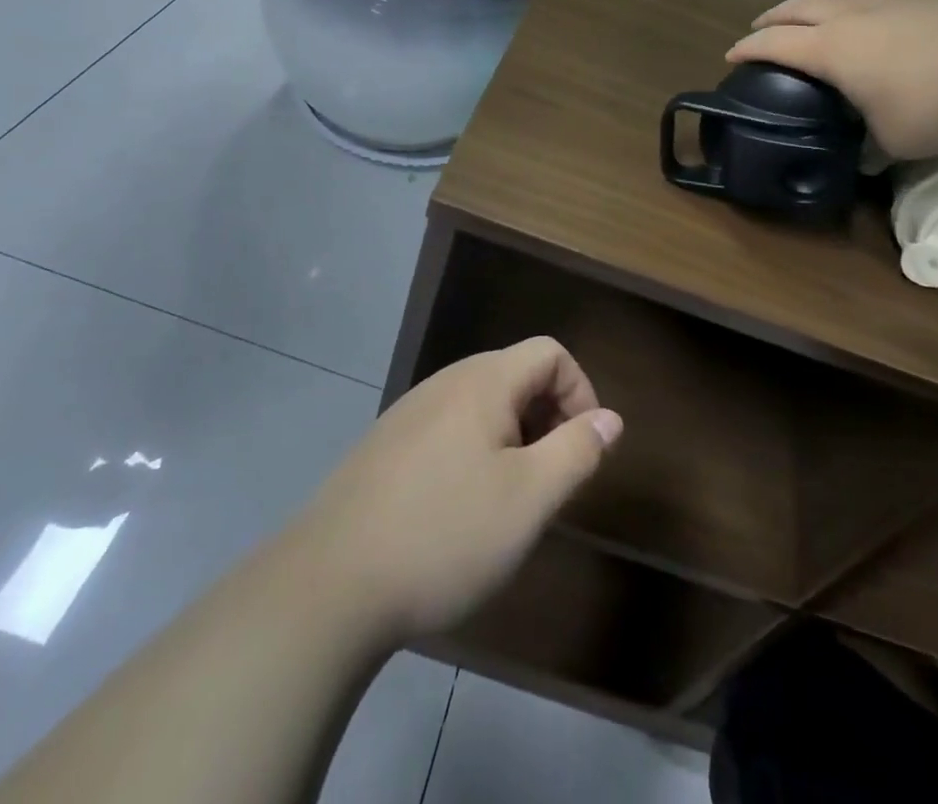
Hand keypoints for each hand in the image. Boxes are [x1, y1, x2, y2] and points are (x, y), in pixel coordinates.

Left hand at [293, 338, 621, 646]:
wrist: (327, 586)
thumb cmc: (444, 534)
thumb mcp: (529, 498)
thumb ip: (577, 450)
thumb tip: (610, 418)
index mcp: (483, 381)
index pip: (550, 352)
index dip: (581, 391)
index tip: (584, 449)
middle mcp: (445, 382)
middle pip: (516, 375)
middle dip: (548, 418)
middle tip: (551, 480)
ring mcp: (409, 413)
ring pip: (482, 405)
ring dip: (513, 439)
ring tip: (510, 499)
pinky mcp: (384, 447)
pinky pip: (448, 430)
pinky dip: (475, 453)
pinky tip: (459, 510)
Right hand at [727, 0, 937, 158]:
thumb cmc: (937, 104)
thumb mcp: (895, 141)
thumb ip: (871, 148)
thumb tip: (865, 158)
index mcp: (833, 48)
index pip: (777, 43)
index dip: (750, 48)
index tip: (732, 54)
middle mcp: (853, 15)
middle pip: (800, 5)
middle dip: (775, 16)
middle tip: (761, 25)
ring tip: (807, 9)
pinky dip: (852, 0)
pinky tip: (867, 14)